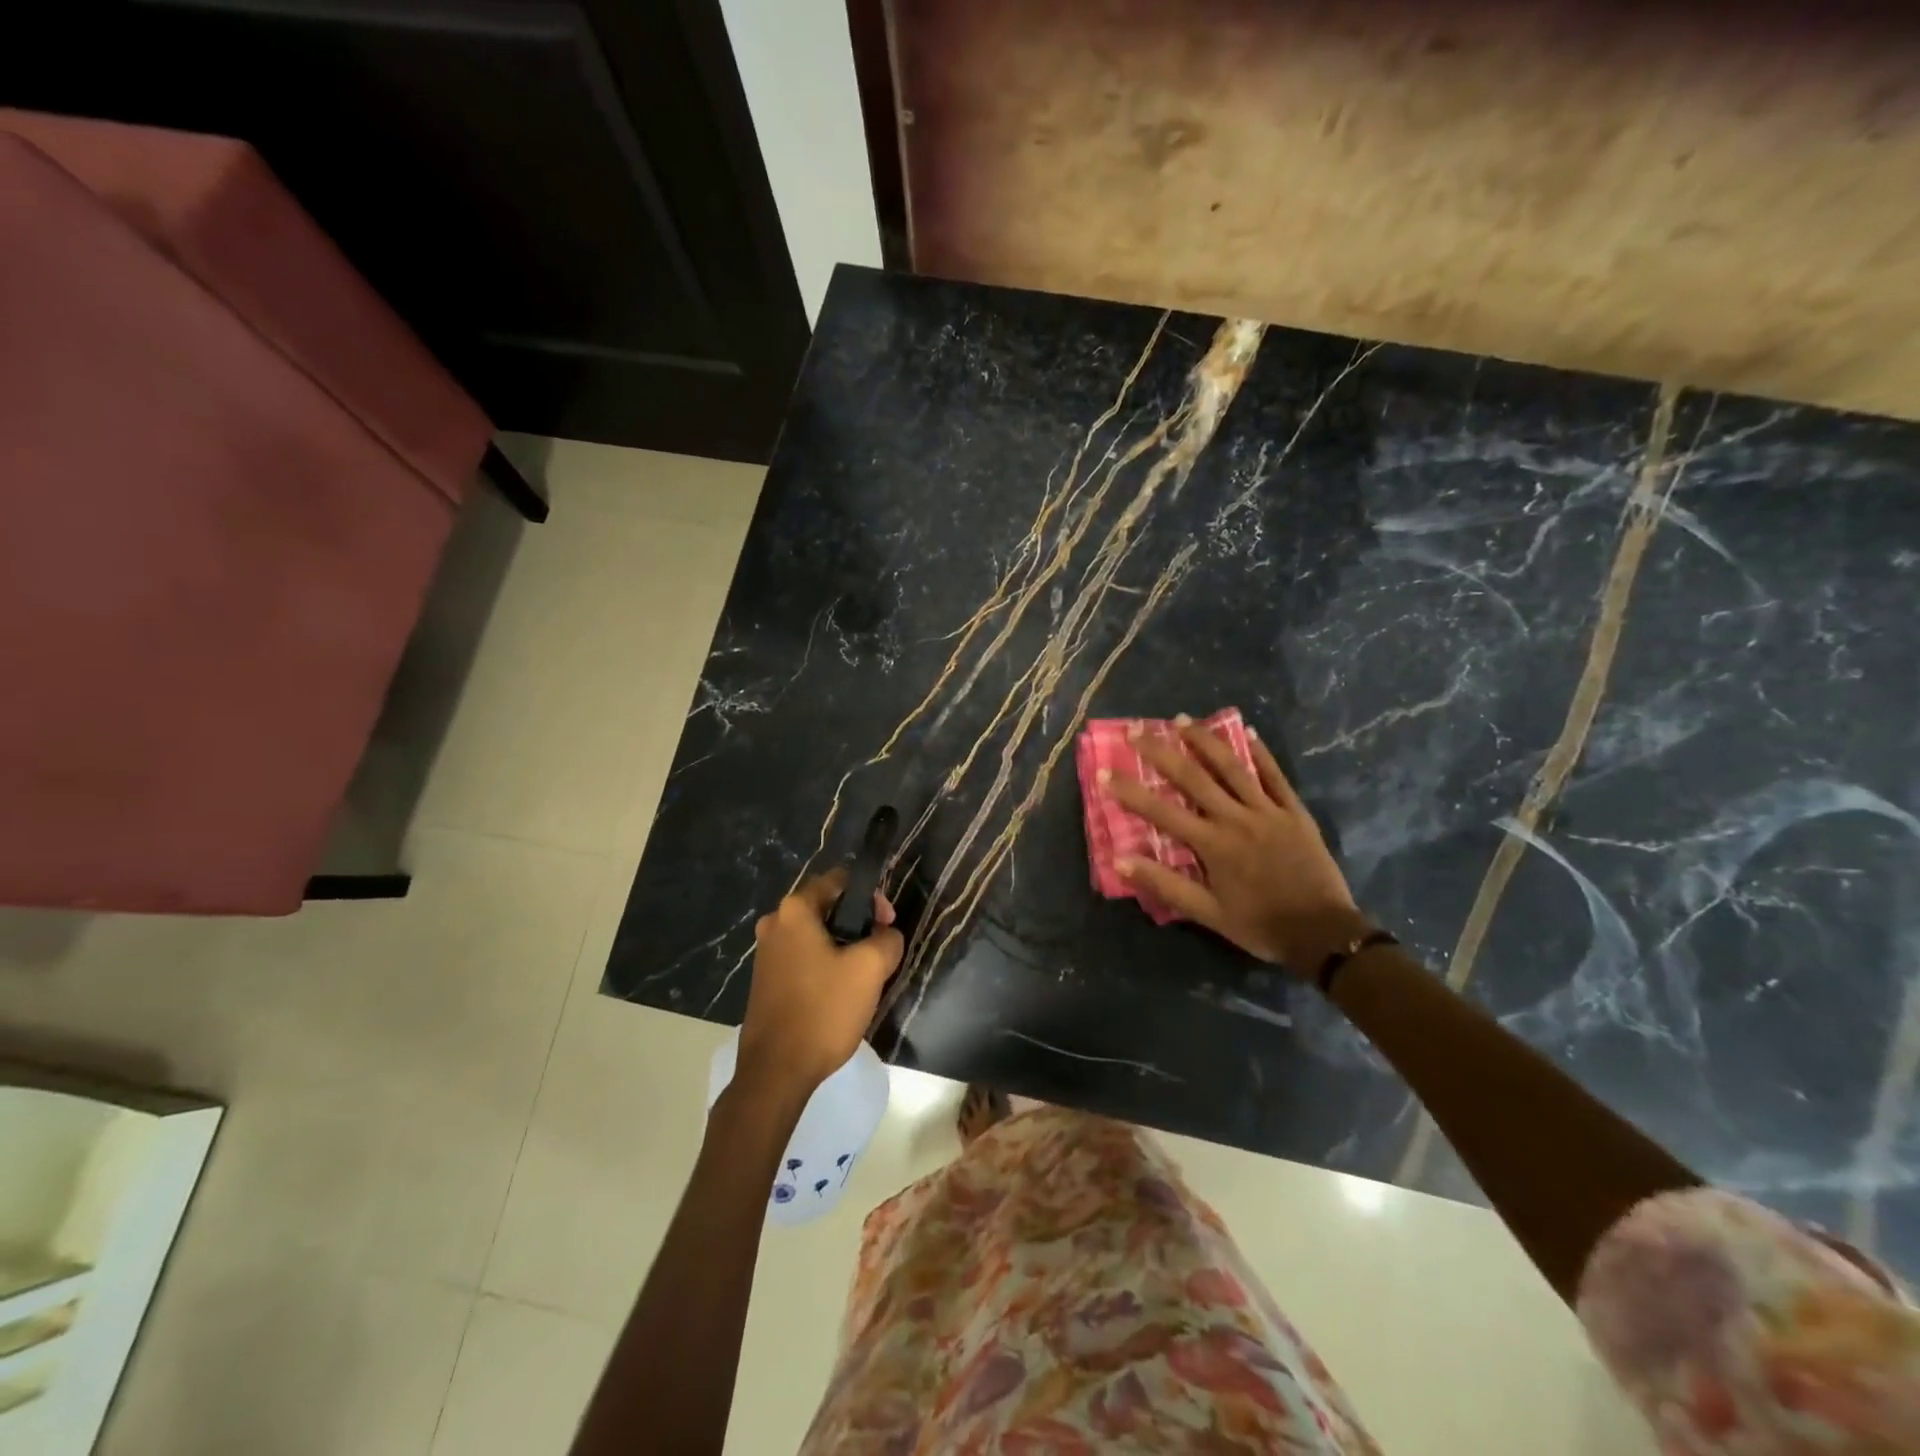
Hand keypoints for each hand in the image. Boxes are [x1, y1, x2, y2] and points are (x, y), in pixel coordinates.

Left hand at [737, 871, 903, 1100]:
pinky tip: (839, 992)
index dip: (871, 897)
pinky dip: (824, 964)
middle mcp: (774, 923)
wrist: (776, 1072)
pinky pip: (803, 957)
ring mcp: (765, 953)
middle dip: (858, 923)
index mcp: (795, 910)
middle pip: (827, 907)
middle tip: (881, 950)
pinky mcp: (765, 980)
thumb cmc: (823, 1010)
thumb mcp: (870, 969)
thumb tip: (887, 935)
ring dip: (842, 946)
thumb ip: (887, 939)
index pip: (839, 880)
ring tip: (864, 974)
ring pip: (816, 935)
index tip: (887, 925)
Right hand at [1105, 717, 1369, 977]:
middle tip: (1138, 729)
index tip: (1105, 771)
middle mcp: (1236, 819)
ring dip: (1205, 741)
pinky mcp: (1294, 812)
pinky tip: (1247, 731)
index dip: (1130, 791)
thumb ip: (1165, 885)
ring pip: (1232, 767)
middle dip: (1162, 752)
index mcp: (1212, 844)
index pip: (1161, 811)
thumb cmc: (1260, 925)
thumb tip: (1120, 861)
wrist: (1323, 934)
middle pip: (1193, 777)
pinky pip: (1275, 775)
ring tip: (1182, 719)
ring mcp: (1268, 811)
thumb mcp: (1208, 914)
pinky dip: (1260, 752)